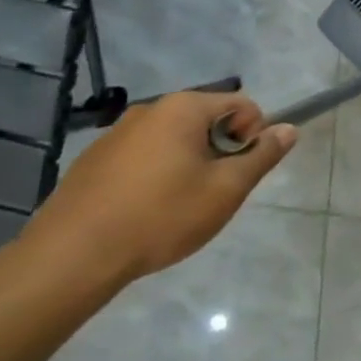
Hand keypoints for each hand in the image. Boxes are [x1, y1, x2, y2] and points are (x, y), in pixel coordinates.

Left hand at [20, 92, 297, 287]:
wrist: (72, 256)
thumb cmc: (161, 216)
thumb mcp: (225, 190)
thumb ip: (261, 156)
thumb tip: (289, 129)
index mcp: (184, 108)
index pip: (241, 104)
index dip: (253, 136)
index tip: (241, 174)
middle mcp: (150, 109)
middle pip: (207, 120)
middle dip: (220, 152)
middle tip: (213, 194)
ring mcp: (116, 133)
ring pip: (174, 140)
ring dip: (189, 165)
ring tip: (178, 208)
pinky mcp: (94, 160)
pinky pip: (143, 157)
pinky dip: (156, 176)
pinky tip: (145, 212)